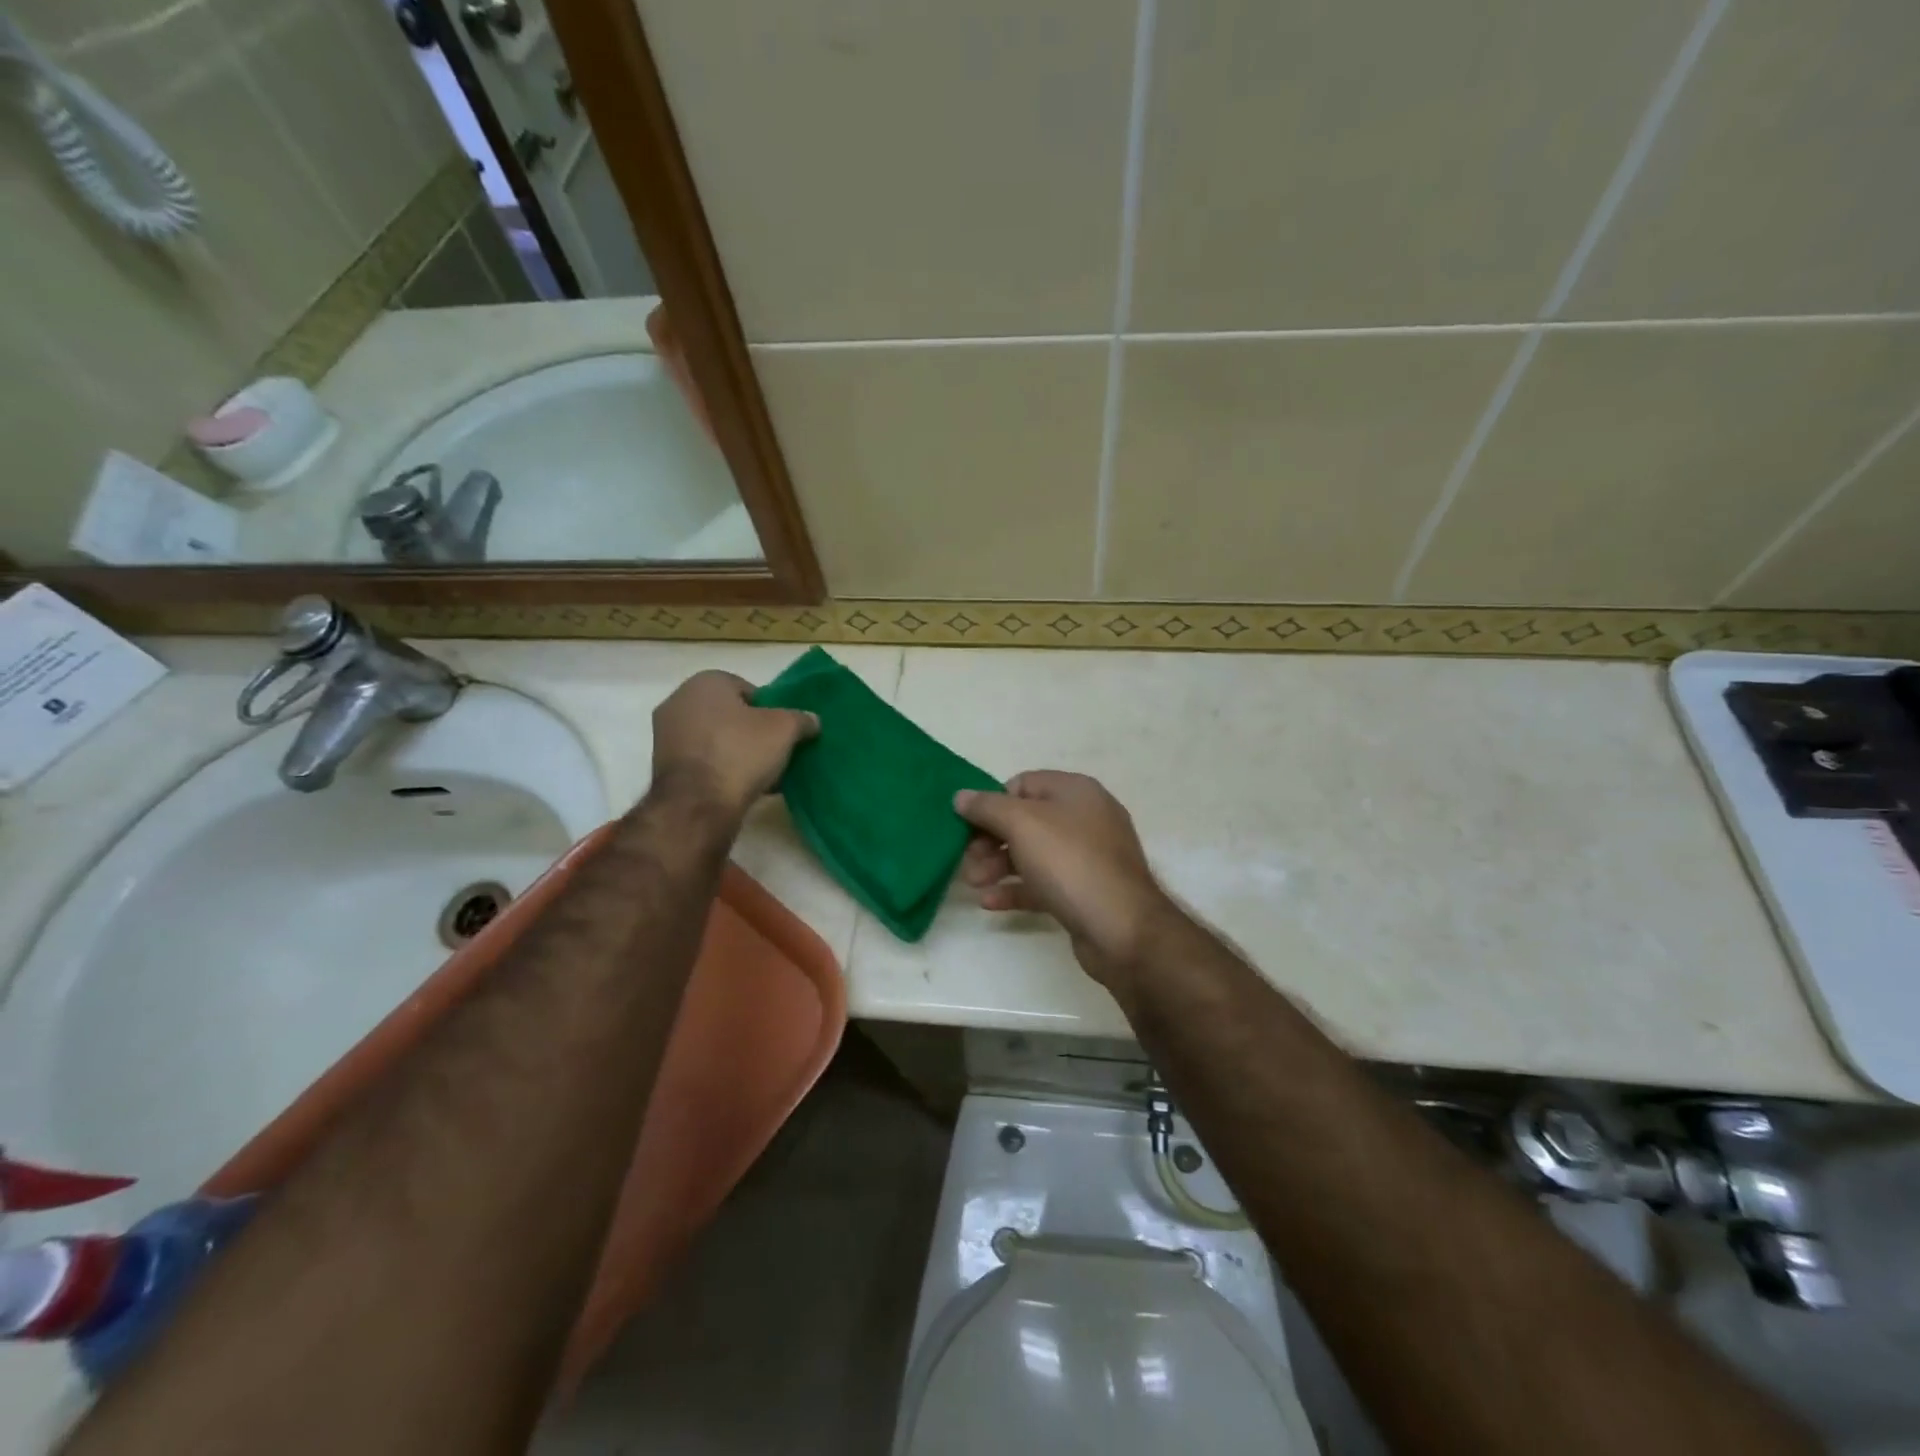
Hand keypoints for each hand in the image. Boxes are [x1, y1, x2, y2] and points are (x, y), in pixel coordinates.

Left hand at [650, 671, 817, 816]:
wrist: (698, 804)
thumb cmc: (741, 752)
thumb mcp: (785, 730)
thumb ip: (801, 719)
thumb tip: (812, 720)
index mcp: (705, 682)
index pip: (747, 688)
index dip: (769, 709)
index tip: (782, 730)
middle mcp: (679, 701)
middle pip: (729, 713)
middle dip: (751, 730)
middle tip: (774, 749)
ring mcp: (666, 734)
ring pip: (715, 737)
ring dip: (736, 751)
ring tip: (761, 773)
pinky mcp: (663, 765)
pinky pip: (702, 759)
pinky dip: (720, 768)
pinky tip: (740, 786)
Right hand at [954, 771, 1178, 989]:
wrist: (1121, 928)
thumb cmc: (1070, 863)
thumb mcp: (1022, 824)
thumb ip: (987, 807)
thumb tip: (961, 796)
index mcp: (1075, 791)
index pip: (1023, 784)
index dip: (993, 802)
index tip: (968, 825)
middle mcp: (1085, 818)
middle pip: (1025, 820)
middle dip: (991, 839)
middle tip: (967, 860)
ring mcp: (1088, 857)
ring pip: (1033, 853)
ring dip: (998, 865)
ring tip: (973, 884)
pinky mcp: (1085, 891)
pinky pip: (1044, 883)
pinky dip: (1016, 889)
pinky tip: (989, 903)